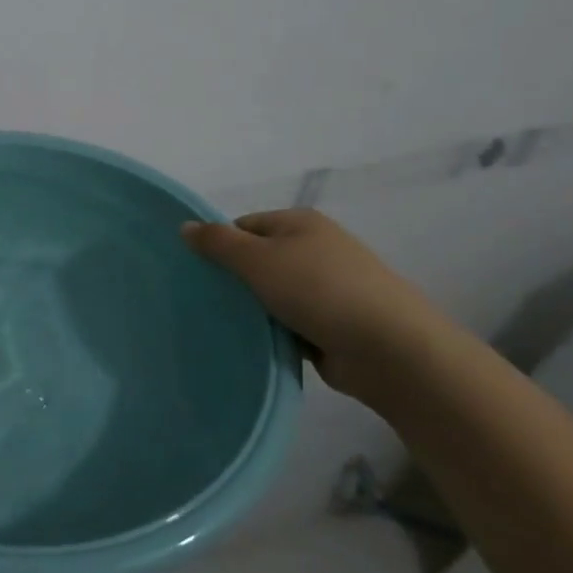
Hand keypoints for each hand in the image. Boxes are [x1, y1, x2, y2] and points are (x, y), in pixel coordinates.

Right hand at [181, 209, 452, 392]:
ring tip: (221, 325)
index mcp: (300, 223)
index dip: (220, 245)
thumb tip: (185, 226)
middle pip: (258, 260)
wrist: (388, 348)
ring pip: (272, 295)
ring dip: (254, 311)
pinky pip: (289, 323)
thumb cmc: (318, 290)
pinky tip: (252, 345)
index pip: (244, 226)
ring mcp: (327, 289)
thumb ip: (218, 243)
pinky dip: (274, 332)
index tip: (198, 272)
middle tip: (202, 300)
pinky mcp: (333, 324)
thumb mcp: (258, 259)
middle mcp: (315, 250)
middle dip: (234, 281)